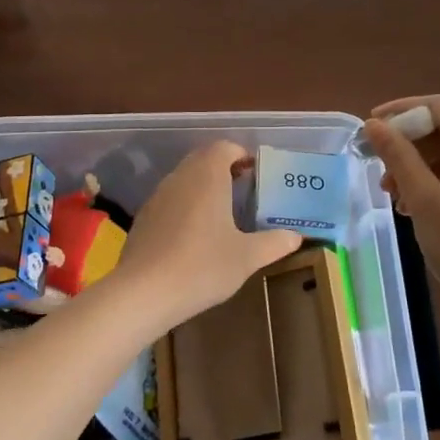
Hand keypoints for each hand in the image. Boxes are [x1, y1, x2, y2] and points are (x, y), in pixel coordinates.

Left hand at [110, 141, 301, 328]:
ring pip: (185, 178)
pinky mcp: (144, 217)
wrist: (143, 292)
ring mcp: (158, 196)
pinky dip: (186, 205)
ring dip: (204, 186)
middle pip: (203, 158)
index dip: (242, 155)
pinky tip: (195, 235)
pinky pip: (171, 199)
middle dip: (224, 168)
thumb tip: (296, 236)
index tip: (256, 173)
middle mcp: (181, 176)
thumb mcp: (247, 257)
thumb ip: (274, 243)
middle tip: (244, 189)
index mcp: (207, 175)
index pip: (225, 147)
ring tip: (223, 212)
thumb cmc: (202, 266)